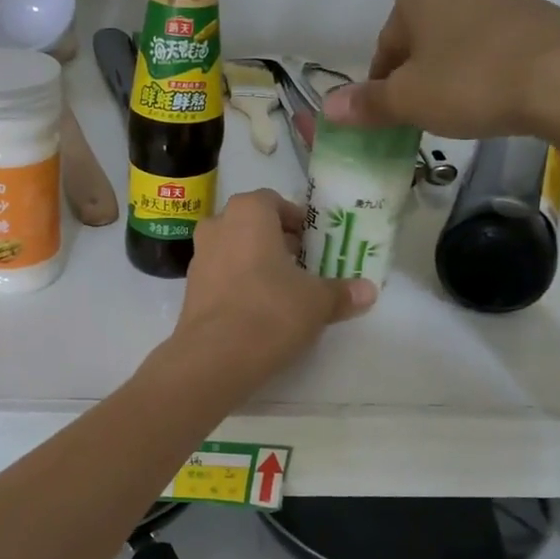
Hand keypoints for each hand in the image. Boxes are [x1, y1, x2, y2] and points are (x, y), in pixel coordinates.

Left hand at [172, 190, 375, 384]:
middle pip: (251, 225)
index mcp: (248, 213)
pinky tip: (258, 310)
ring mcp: (198, 258)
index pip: (274, 201)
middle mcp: (217, 226)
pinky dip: (239, 284)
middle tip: (302, 265)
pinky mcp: (190, 289)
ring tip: (283, 289)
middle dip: (277, 241)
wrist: (215, 356)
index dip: (296, 220)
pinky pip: (221, 275)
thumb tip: (369, 291)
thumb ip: (342, 292)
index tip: (313, 242)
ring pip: (234, 249)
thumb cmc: (271, 311)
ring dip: (256, 263)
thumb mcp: (317, 302)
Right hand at [322, 0, 559, 142]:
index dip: (383, 84)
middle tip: (424, 112)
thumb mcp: (408, 99)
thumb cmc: (471, 80)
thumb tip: (328, 109)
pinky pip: (495, 44)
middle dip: (418, 73)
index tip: (392, 114)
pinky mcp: (540, 13)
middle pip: (422, 37)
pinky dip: (486, 68)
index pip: (386, 43)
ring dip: (451, 71)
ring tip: (461, 108)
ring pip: (459, 39)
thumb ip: (366, 103)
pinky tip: (494, 97)